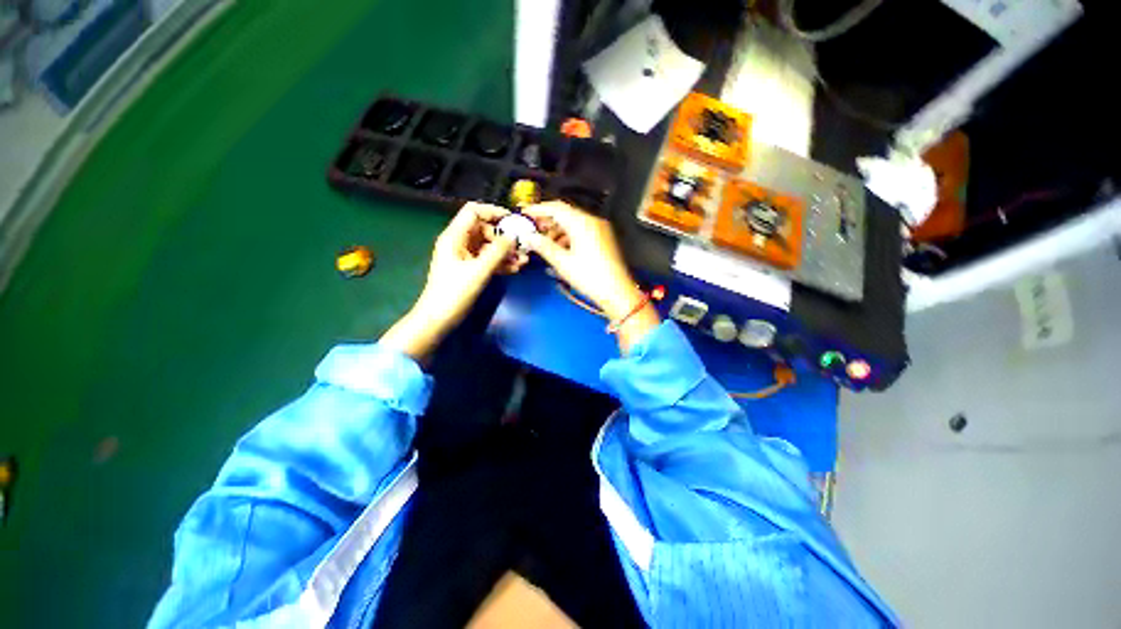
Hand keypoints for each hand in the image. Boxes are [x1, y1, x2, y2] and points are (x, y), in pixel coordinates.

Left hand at [381, 203, 523, 359]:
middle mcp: (457, 242)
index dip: (493, 212)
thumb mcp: (478, 271)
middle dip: (503, 236)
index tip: (513, 221)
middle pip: (483, 228)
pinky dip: (499, 262)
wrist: (436, 320)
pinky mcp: (467, 270)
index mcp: (454, 236)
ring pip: (487, 245)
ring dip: (505, 251)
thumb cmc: (453, 294)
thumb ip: (498, 251)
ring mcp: (462, 257)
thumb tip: (514, 236)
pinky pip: (486, 259)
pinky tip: (514, 269)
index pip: (473, 211)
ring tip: (523, 261)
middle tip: (521, 246)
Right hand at [523, 201, 659, 351]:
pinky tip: (558, 247)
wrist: (617, 292)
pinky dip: (567, 234)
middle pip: (565, 213)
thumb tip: (529, 237)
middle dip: (546, 220)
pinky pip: (581, 230)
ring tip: (542, 240)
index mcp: (582, 223)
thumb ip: (543, 246)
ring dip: (556, 228)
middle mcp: (592, 221)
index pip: (556, 208)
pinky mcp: (602, 238)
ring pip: (573, 222)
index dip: (538, 209)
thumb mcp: (562, 262)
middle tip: (531, 228)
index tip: (525, 213)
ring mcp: (599, 229)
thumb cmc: (591, 277)